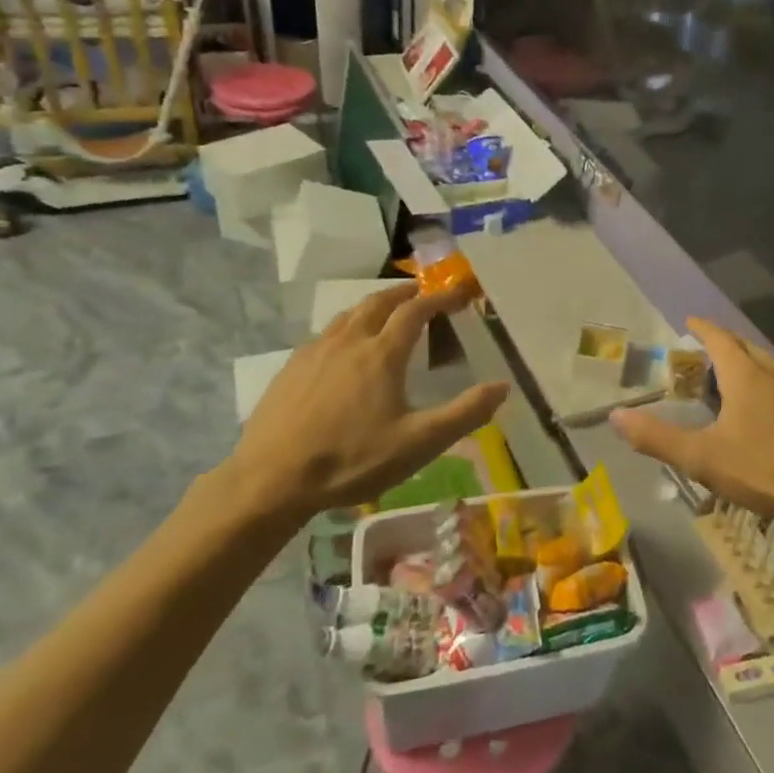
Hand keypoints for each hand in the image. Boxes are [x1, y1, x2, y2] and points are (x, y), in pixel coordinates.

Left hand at [212, 284, 507, 531]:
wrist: (270, 480)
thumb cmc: (351, 460)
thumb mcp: (419, 443)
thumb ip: (464, 413)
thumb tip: (503, 386)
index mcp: (382, 354)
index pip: (416, 311)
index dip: (440, 298)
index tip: (459, 292)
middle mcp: (348, 341)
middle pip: (379, 303)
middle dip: (404, 293)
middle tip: (422, 292)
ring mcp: (314, 352)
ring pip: (348, 315)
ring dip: (373, 306)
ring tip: (386, 312)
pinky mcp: (290, 369)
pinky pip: (325, 334)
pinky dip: (346, 328)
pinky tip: (343, 348)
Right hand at [610, 318, 773, 523]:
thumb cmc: (763, 467)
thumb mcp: (702, 457)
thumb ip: (657, 438)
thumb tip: (616, 417)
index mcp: (745, 374)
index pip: (719, 338)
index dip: (702, 328)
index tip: (689, 322)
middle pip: (745, 347)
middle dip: (723, 345)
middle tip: (704, 353)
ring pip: (768, 364)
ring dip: (746, 363)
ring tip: (731, 378)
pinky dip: (766, 383)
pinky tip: (765, 409)